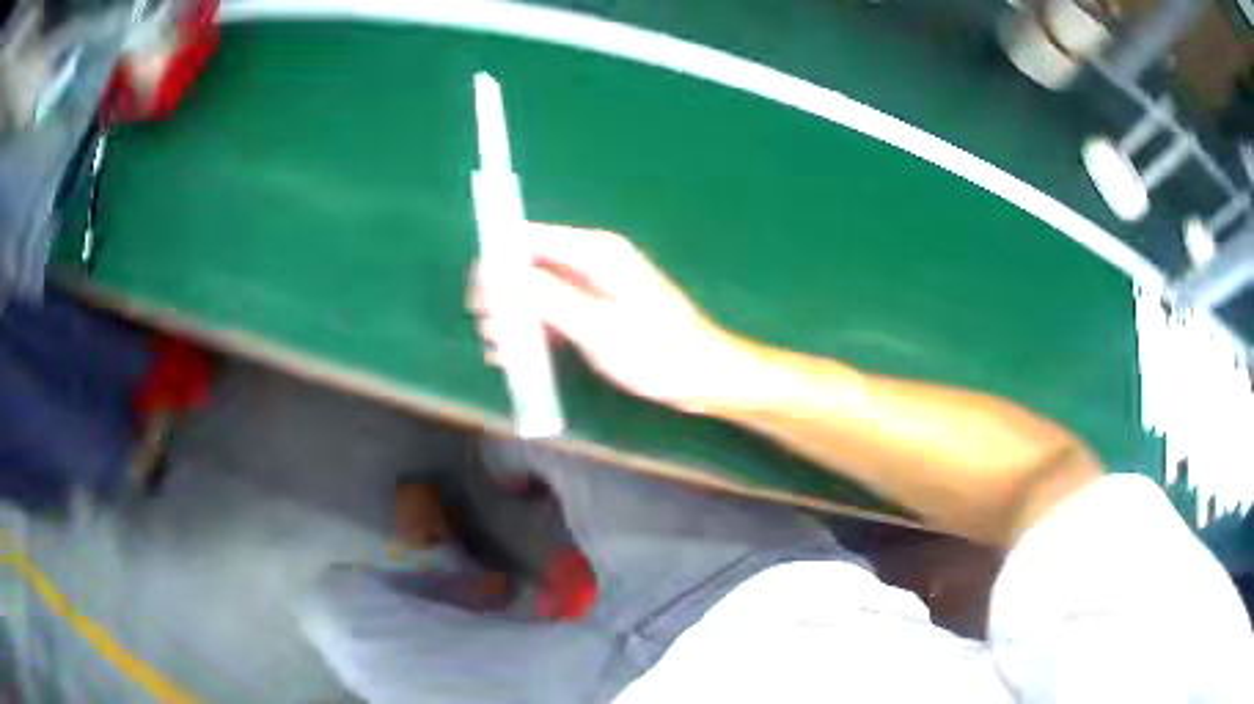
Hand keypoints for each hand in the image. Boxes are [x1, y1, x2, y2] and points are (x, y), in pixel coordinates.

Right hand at [469, 223, 756, 413]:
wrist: (702, 377)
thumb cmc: (657, 350)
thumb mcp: (598, 326)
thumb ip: (547, 298)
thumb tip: (497, 274)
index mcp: (594, 251)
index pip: (528, 238)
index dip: (497, 262)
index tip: (479, 300)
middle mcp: (588, 262)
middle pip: (526, 267)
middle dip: (503, 298)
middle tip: (492, 335)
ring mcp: (589, 289)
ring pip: (534, 295)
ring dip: (513, 320)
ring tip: (502, 353)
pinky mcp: (591, 313)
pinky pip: (550, 315)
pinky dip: (532, 332)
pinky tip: (517, 357)